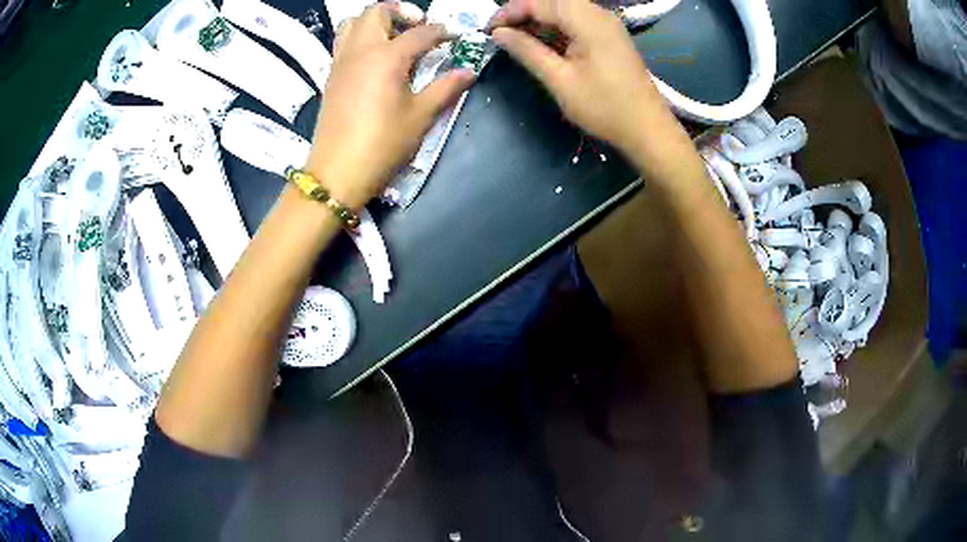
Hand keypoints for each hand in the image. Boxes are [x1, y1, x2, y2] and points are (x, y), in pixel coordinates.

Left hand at [305, 3, 474, 209]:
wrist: (336, 173)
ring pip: (353, 22)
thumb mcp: (421, 117)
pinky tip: (375, 58)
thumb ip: (445, 88)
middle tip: (419, 28)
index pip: (420, 32)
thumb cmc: (382, 145)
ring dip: (375, 21)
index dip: (442, 32)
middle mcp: (361, 50)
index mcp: (387, 56)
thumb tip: (468, 72)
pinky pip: (343, 42)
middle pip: (377, 12)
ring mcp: (341, 62)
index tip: (455, 37)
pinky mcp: (331, 76)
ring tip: (394, 37)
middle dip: (402, 12)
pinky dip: (360, 37)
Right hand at [487, 0, 669, 156]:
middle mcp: (598, 14)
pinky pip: (576, 21)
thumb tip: (498, 34)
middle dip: (522, 14)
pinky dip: (556, 28)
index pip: (539, 2)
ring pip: (563, 10)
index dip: (509, 12)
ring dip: (538, 21)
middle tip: (501, 35)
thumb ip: (527, 51)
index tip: (488, 31)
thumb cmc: (604, 107)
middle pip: (552, 1)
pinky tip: (543, 44)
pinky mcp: (610, 36)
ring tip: (517, 41)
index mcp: (586, 20)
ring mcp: (606, 24)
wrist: (648, 128)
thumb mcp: (559, 80)